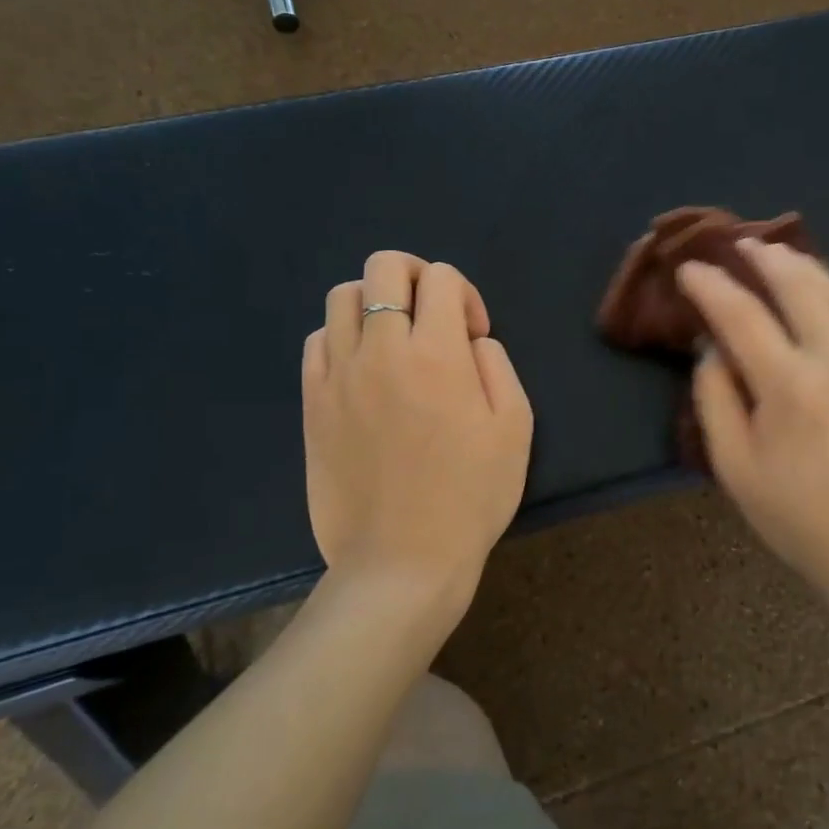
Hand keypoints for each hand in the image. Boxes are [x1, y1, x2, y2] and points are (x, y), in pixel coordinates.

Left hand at [302, 251, 532, 619]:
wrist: (403, 561)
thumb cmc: (471, 496)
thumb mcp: (515, 427)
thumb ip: (497, 364)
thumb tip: (469, 341)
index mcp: (438, 353)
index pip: (441, 277)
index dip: (465, 294)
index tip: (473, 336)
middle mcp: (382, 350)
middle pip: (383, 267)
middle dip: (416, 276)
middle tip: (433, 317)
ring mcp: (339, 375)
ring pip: (341, 297)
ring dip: (375, 303)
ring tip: (395, 341)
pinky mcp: (313, 403)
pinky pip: (317, 342)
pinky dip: (342, 338)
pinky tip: (364, 371)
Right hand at [677, 241, 828, 615]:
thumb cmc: (797, 517)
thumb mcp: (735, 467)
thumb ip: (715, 398)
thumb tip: (712, 346)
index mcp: (791, 387)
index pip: (742, 315)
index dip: (711, 287)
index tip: (689, 270)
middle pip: (798, 286)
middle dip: (763, 258)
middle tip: (737, 244)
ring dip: (800, 266)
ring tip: (773, 252)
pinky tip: (816, 286)